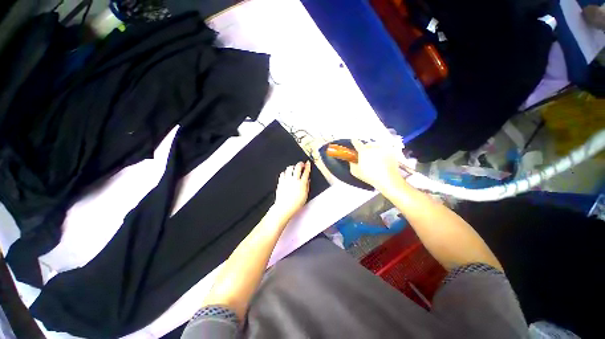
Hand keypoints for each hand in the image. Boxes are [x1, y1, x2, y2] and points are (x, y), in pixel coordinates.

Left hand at [272, 161, 310, 219]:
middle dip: (300, 164)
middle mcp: (294, 180)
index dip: (308, 166)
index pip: (306, 172)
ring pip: (289, 168)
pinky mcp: (281, 182)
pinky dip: (285, 172)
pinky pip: (282, 173)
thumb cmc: (295, 204)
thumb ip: (307, 186)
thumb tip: (308, 180)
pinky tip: (286, 174)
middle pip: (298, 167)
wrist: (284, 207)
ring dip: (292, 167)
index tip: (308, 163)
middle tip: (301, 164)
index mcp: (301, 183)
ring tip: (293, 168)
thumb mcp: (305, 195)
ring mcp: (286, 180)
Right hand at [349, 139, 405, 192]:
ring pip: (377, 146)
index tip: (353, 140)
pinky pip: (385, 149)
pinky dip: (383, 152)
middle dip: (366, 149)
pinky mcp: (392, 151)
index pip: (357, 143)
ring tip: (375, 158)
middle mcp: (374, 147)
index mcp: (364, 151)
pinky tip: (383, 160)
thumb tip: (351, 161)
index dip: (354, 141)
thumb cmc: (370, 176)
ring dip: (375, 150)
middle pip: (368, 145)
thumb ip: (352, 165)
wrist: (388, 179)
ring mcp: (384, 148)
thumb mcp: (356, 172)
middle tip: (366, 156)